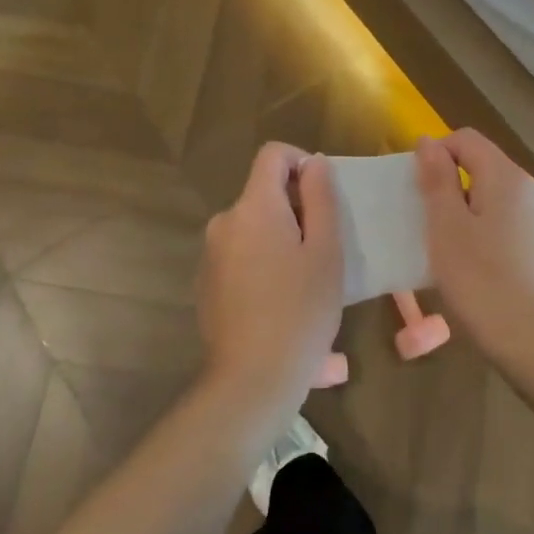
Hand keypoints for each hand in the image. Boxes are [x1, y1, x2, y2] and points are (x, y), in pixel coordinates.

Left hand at [196, 143, 343, 429]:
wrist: (252, 379)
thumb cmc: (301, 310)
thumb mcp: (326, 251)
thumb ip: (321, 198)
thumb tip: (314, 163)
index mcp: (254, 207)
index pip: (272, 154)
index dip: (302, 163)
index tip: (323, 197)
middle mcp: (224, 222)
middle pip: (263, 194)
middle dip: (296, 210)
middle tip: (324, 248)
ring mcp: (211, 254)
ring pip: (254, 228)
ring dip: (281, 240)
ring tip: (308, 281)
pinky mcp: (207, 284)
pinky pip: (241, 256)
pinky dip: (263, 264)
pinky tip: (282, 303)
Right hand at [416, 130, 533, 355]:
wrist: (532, 340)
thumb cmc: (480, 280)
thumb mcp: (446, 226)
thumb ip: (437, 180)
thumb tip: (428, 142)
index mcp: (506, 176)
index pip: (465, 139)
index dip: (435, 152)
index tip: (414, 187)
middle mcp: (528, 188)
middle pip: (480, 163)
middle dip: (447, 180)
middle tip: (421, 215)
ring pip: (490, 192)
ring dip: (461, 205)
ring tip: (440, 239)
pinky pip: (502, 217)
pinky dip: (479, 224)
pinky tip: (467, 258)